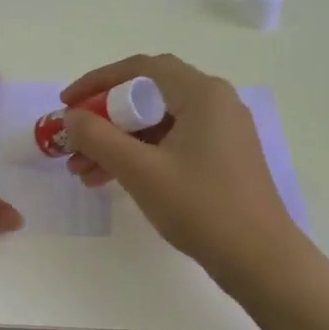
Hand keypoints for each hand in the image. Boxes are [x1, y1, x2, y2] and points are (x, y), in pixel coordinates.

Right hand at [61, 53, 300, 276]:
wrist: (261, 260)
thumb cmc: (201, 207)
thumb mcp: (141, 170)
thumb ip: (99, 137)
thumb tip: (71, 116)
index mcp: (202, 93)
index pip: (140, 68)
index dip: (98, 81)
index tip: (67, 103)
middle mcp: (215, 103)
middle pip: (147, 96)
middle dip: (104, 119)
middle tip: (73, 140)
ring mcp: (221, 131)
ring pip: (156, 124)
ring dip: (117, 142)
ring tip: (82, 170)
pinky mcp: (221, 158)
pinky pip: (171, 143)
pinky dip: (140, 156)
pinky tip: (109, 179)